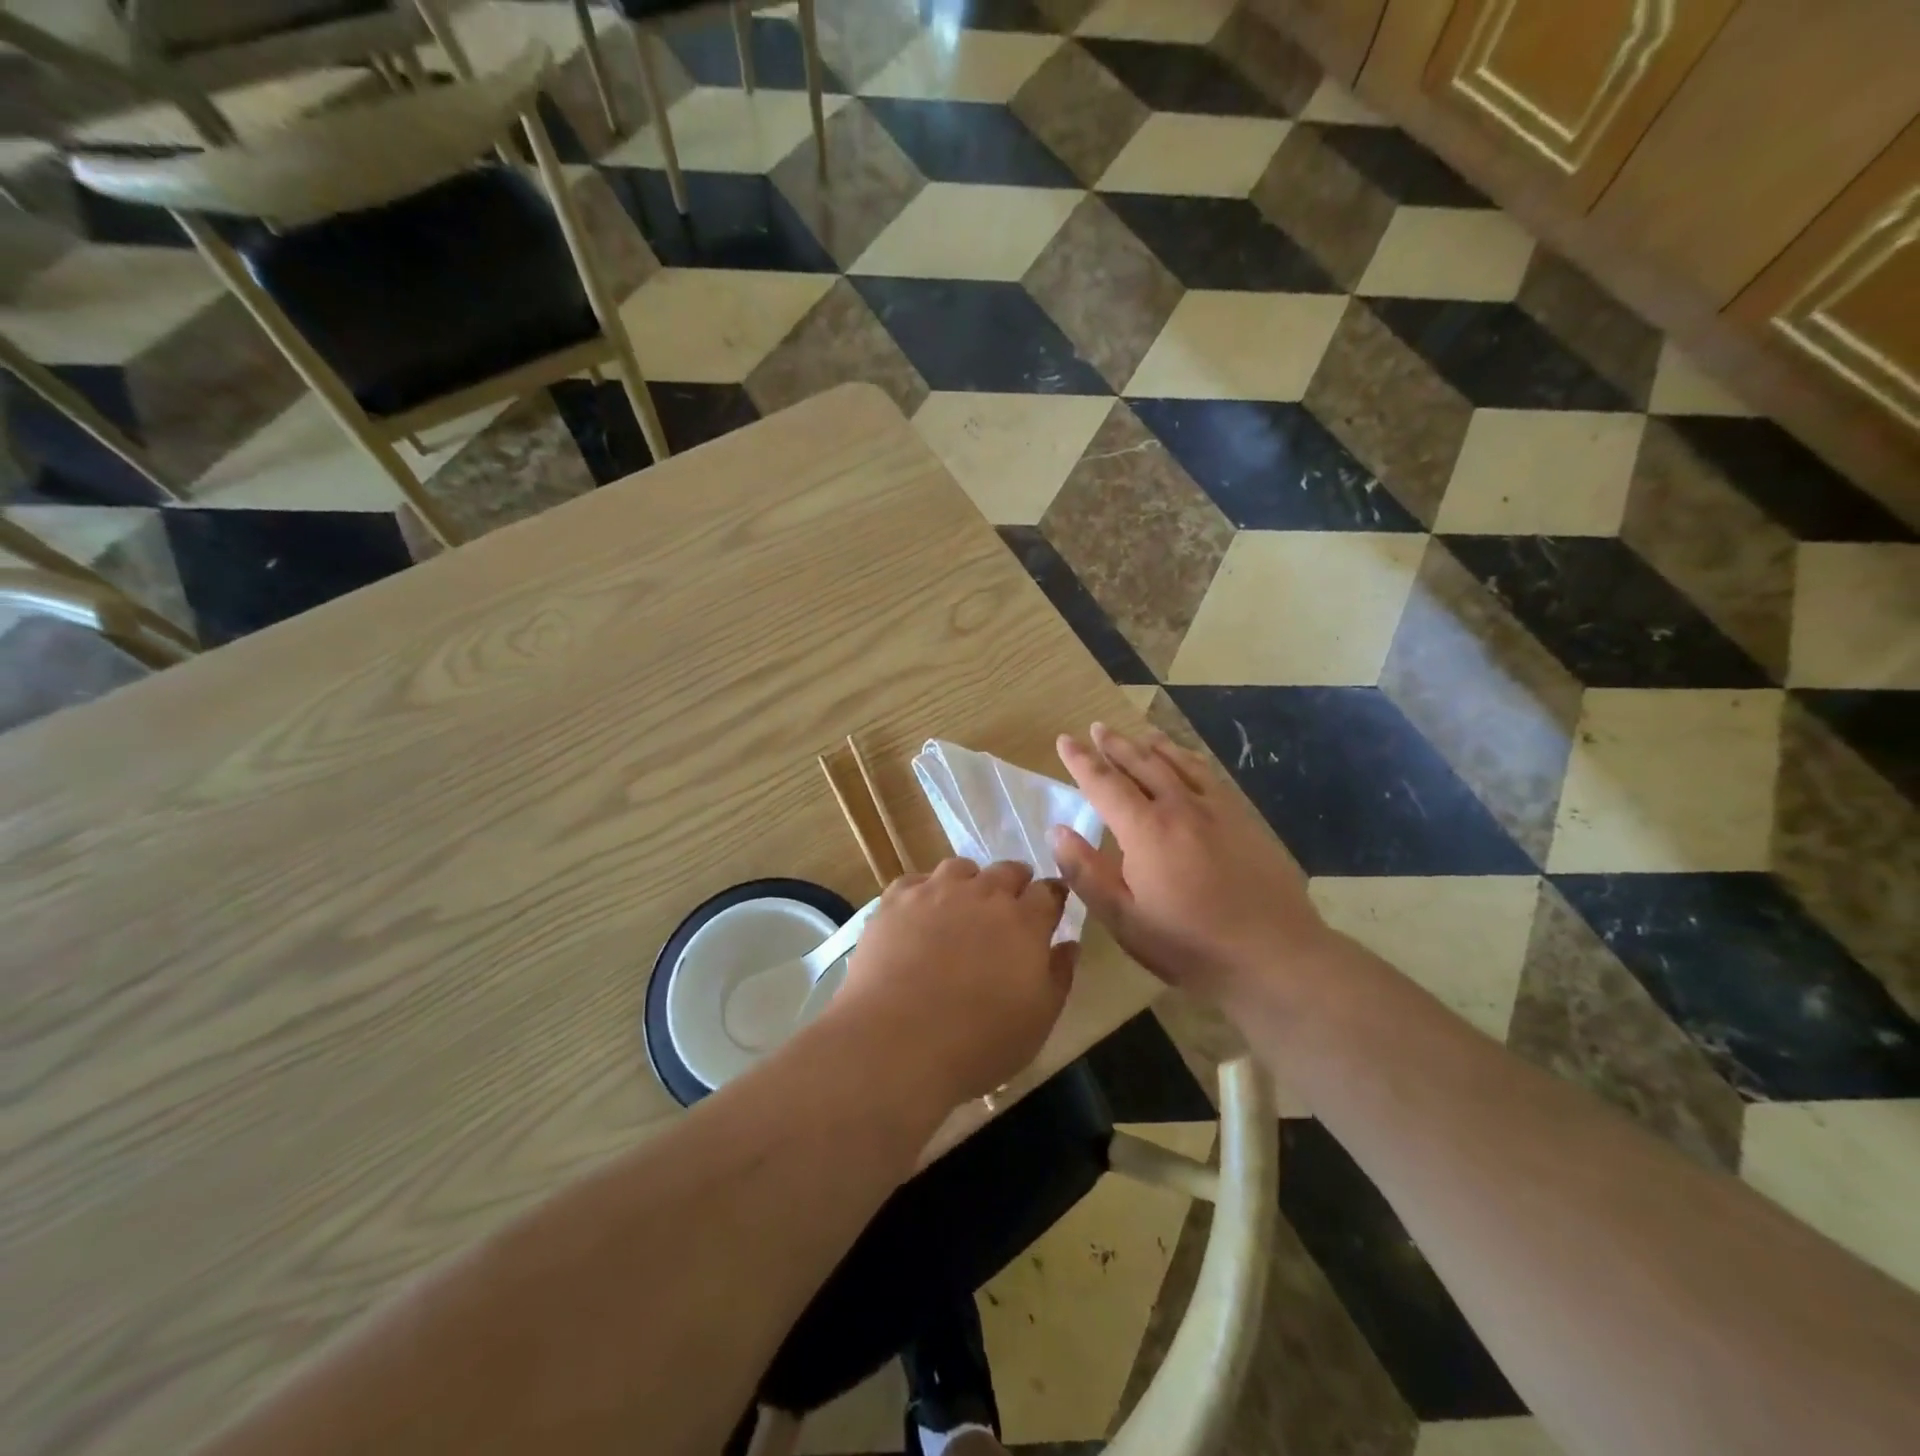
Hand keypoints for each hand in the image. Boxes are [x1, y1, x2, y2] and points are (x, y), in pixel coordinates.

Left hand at [828, 859, 1076, 1106]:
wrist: (897, 1041)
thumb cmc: (978, 1042)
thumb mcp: (1038, 1020)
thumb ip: (1059, 976)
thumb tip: (1069, 944)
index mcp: (1024, 922)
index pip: (1049, 892)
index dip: (1052, 897)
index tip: (1050, 908)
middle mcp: (983, 894)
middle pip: (1007, 870)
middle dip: (1014, 883)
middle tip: (1009, 907)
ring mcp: (936, 892)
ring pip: (960, 868)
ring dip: (970, 881)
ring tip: (963, 905)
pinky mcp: (896, 900)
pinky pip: (916, 880)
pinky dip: (925, 891)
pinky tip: (920, 913)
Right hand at [1052, 723, 1331, 1004]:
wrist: (1275, 954)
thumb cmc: (1190, 945)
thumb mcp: (1125, 920)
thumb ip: (1087, 873)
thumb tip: (1057, 831)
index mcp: (1146, 830)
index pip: (1104, 783)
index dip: (1081, 761)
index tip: (1064, 740)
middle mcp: (1180, 806)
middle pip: (1142, 763)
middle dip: (1115, 745)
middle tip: (1097, 728)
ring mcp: (1217, 809)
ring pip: (1179, 762)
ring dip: (1153, 745)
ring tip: (1138, 735)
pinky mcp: (1244, 818)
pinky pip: (1209, 774)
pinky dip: (1189, 758)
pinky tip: (1188, 760)